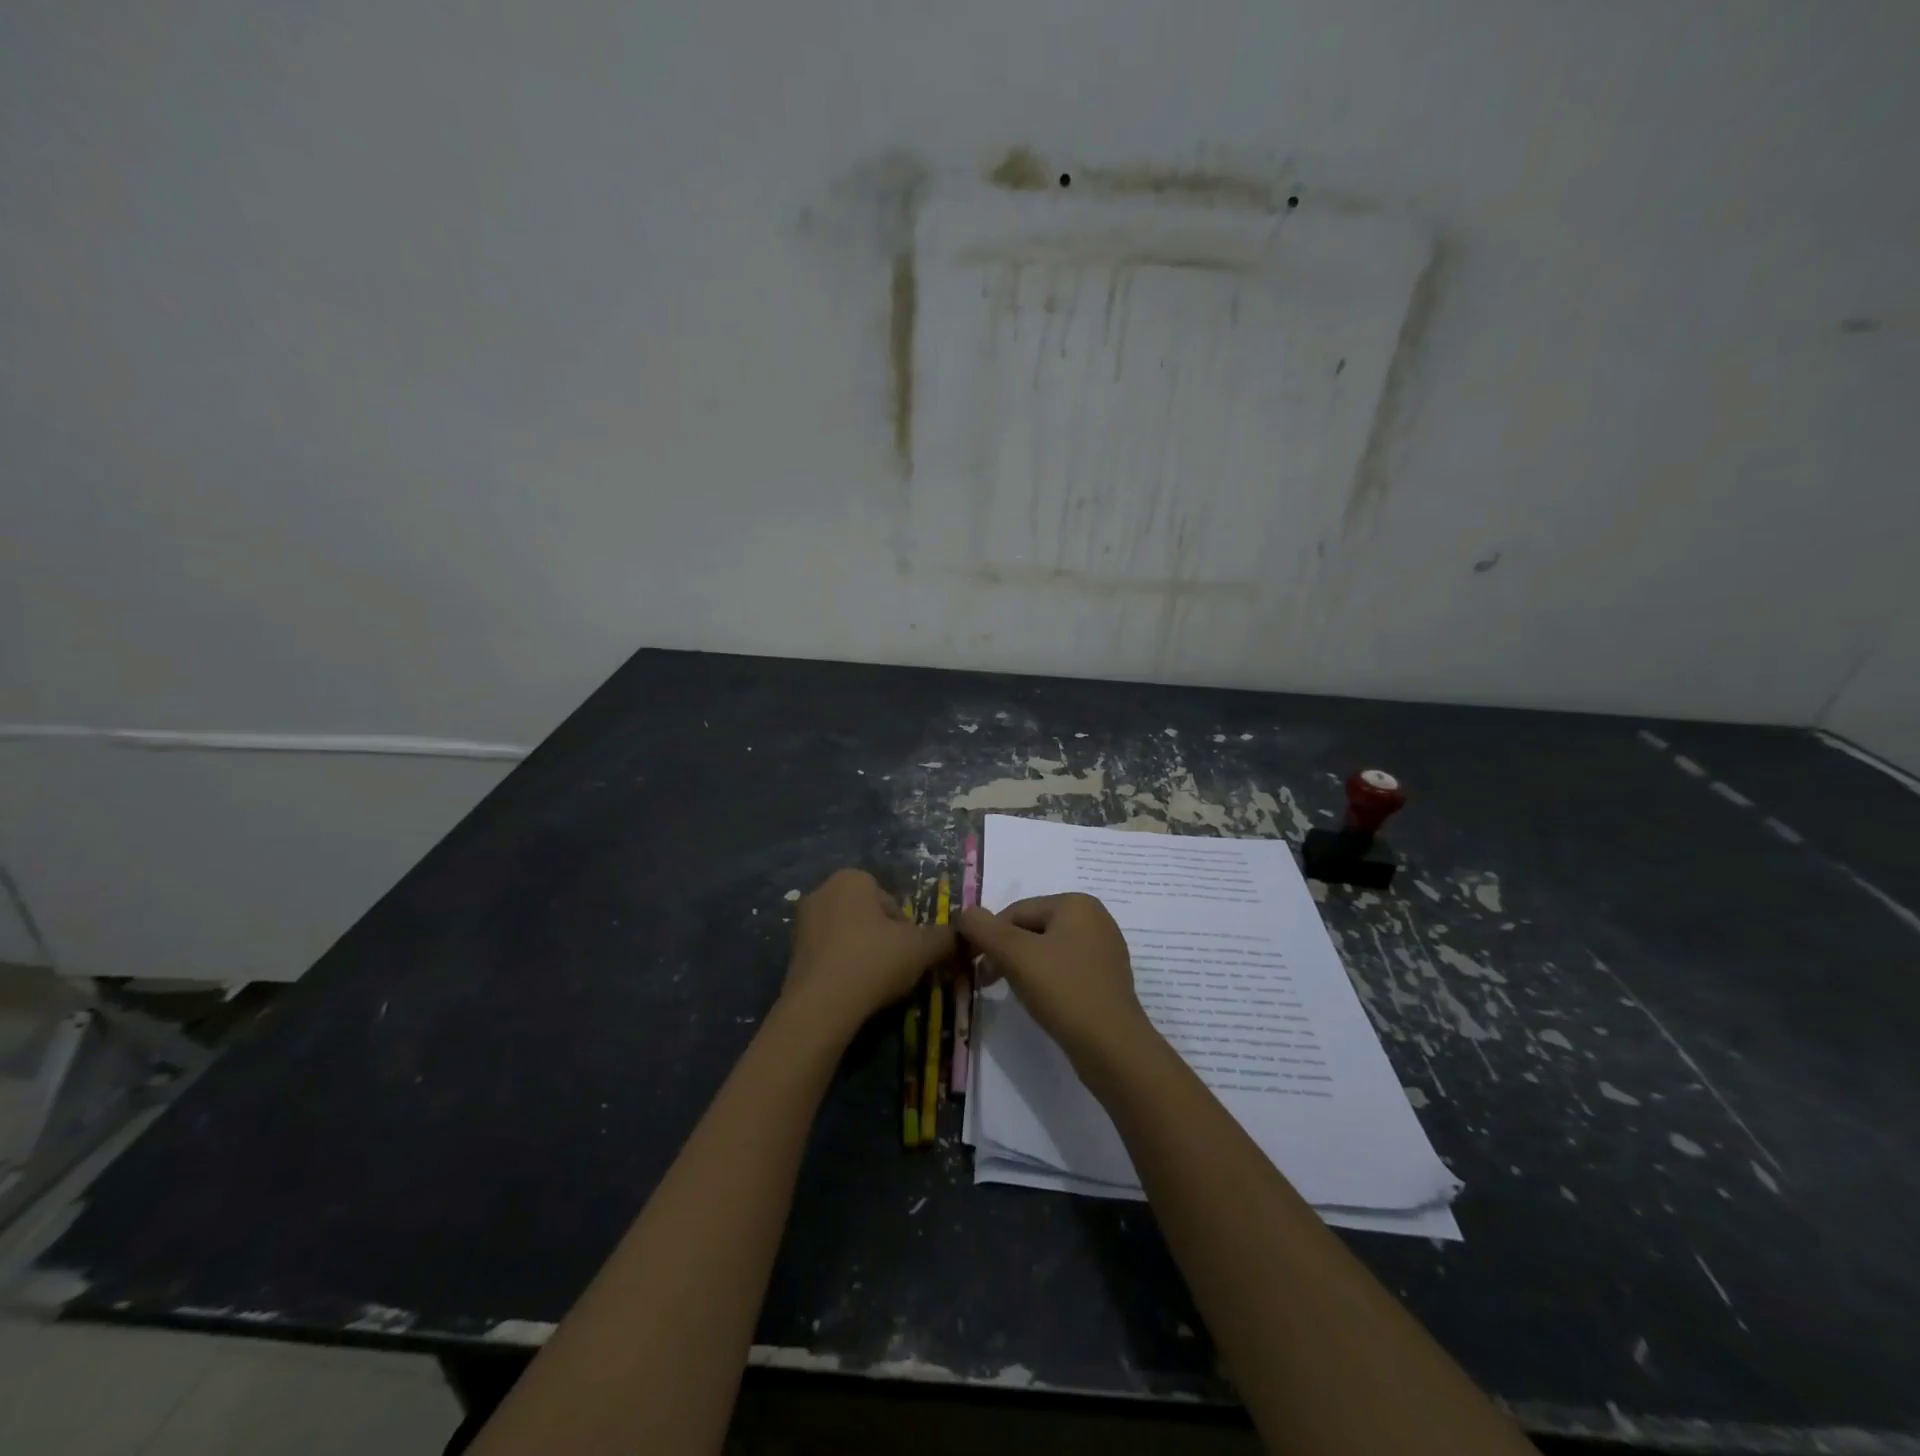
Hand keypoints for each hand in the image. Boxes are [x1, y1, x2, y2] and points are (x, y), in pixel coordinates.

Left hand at [783, 869, 954, 1035]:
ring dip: (864, 954)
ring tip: (874, 984)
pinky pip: (829, 954)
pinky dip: (842, 968)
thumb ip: (945, 938)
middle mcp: (822, 891)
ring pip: (848, 935)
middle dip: (884, 940)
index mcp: (851, 879)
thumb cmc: (872, 962)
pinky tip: (851, 991)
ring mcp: (803, 922)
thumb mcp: (921, 948)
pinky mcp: (791, 952)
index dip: (907, 930)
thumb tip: (964, 937)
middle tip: (894, 969)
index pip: (892, 902)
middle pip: (869, 916)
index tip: (909, 954)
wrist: (819, 1007)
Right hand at [957, 894, 1153, 1066]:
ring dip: (1023, 967)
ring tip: (1014, 993)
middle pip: (1032, 929)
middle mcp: (1094, 919)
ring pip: (1047, 950)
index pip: (1016, 911)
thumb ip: (984, 929)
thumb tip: (966, 913)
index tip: (974, 967)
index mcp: (1076, 904)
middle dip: (1006, 952)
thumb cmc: (1064, 991)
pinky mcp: (1106, 979)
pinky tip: (1042, 1001)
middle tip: (987, 982)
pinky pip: (1065, 969)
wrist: (1113, 1048)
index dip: (989, 937)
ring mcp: (1104, 950)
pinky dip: (1046, 980)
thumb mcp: (1015, 955)